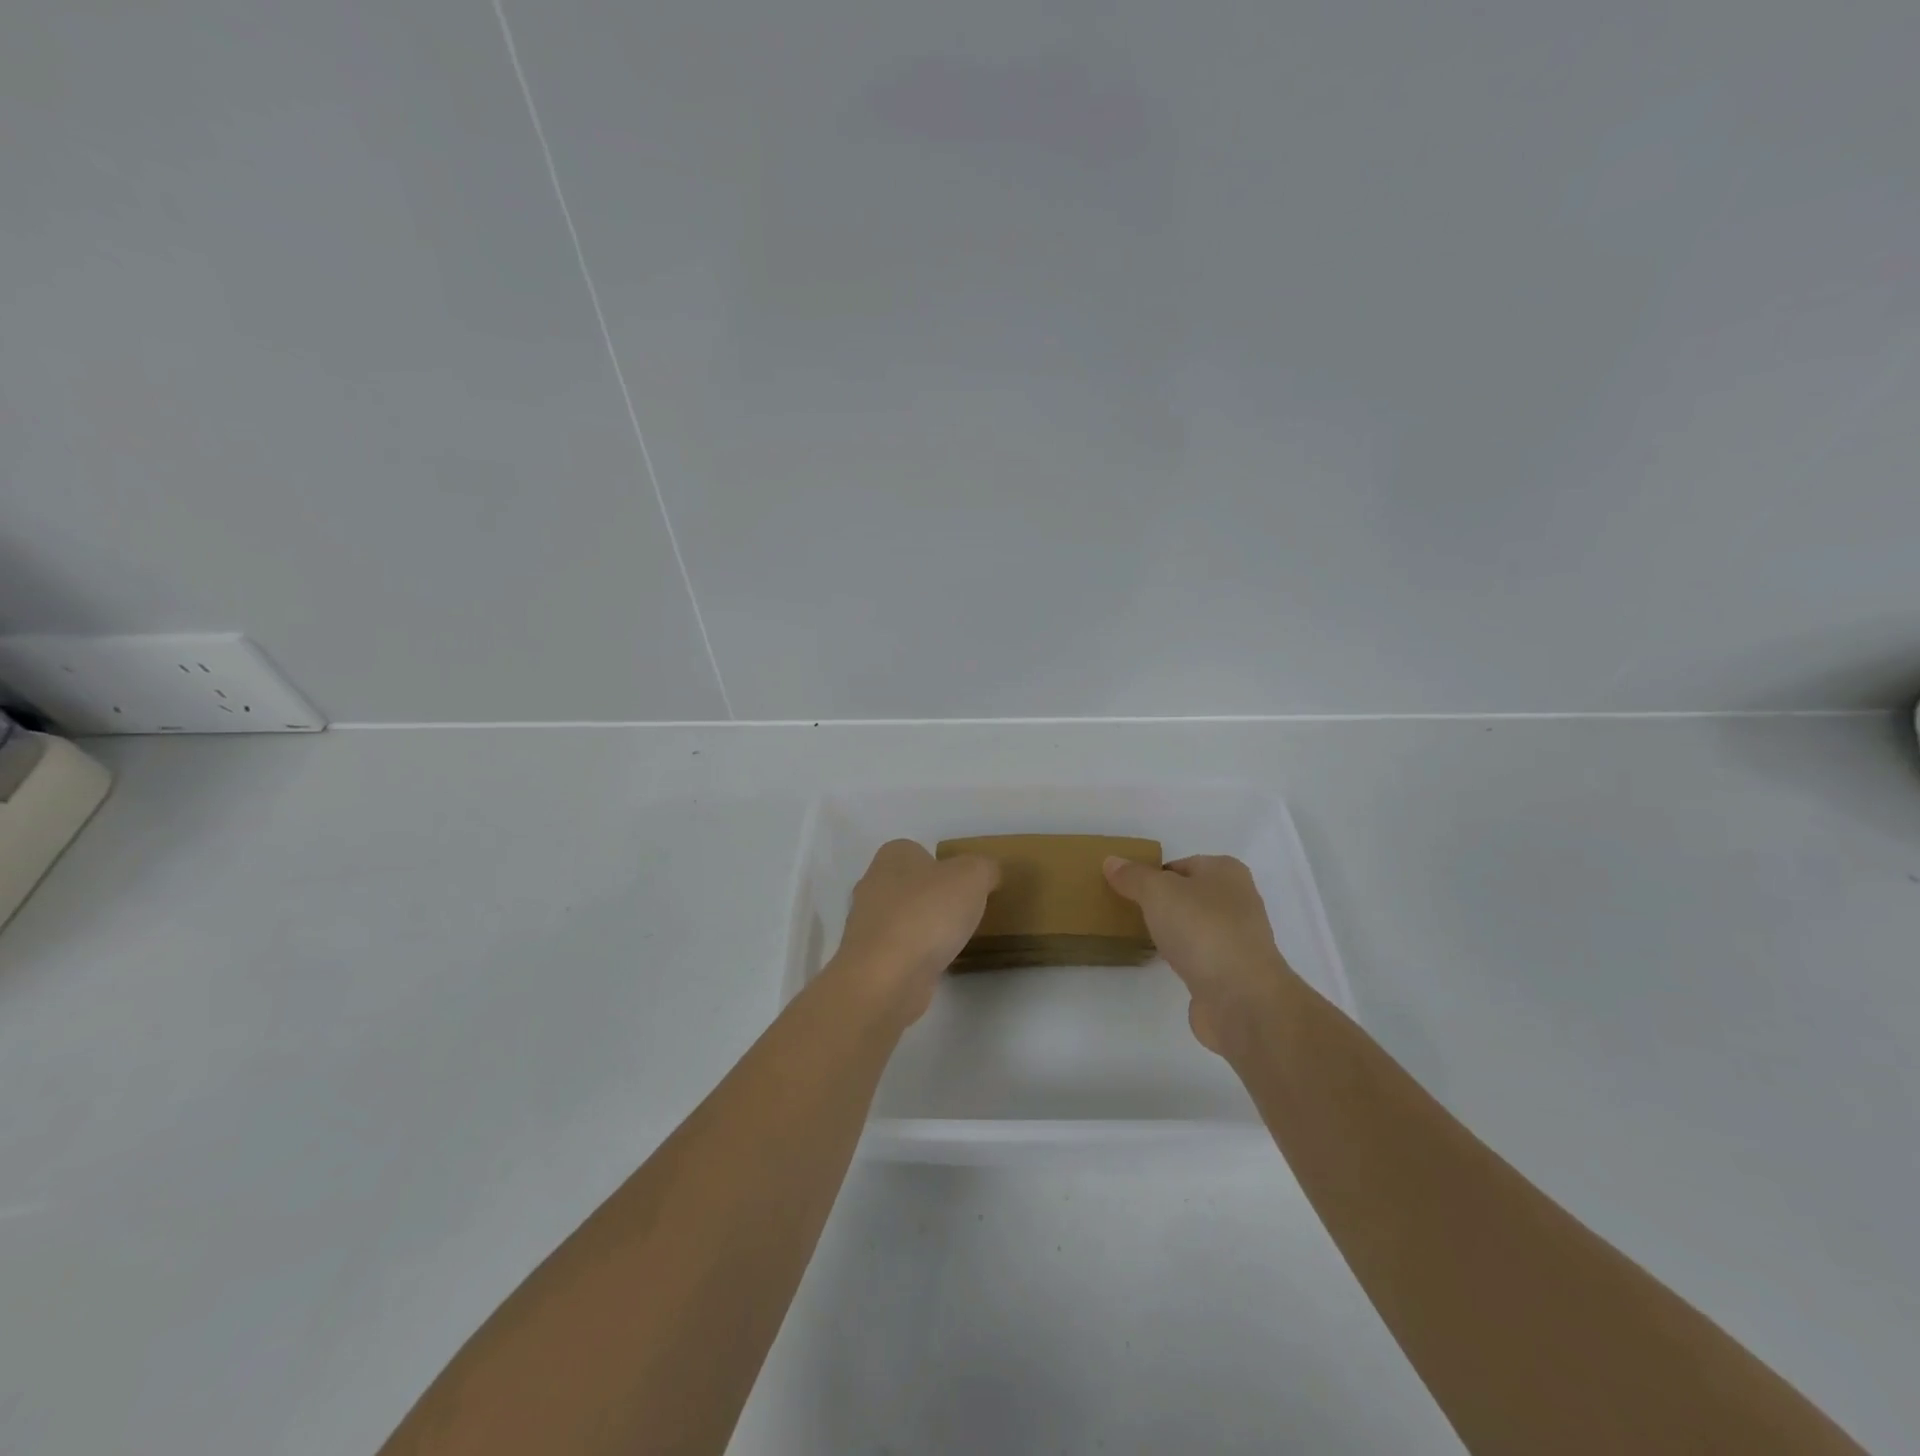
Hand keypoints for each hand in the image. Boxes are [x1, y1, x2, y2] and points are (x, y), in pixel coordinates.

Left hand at [828, 840, 1000, 1026]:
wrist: (887, 977)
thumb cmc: (928, 913)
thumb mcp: (973, 876)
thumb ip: (984, 868)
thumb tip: (987, 874)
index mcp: (892, 856)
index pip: (918, 851)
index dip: (944, 866)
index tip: (966, 886)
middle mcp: (872, 884)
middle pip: (910, 885)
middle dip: (934, 898)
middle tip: (964, 912)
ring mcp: (866, 925)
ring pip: (903, 918)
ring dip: (924, 928)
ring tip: (953, 942)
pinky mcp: (869, 960)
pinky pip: (899, 950)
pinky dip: (916, 956)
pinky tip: (935, 965)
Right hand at [1104, 854, 1297, 1056]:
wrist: (1240, 997)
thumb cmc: (1201, 929)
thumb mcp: (1157, 892)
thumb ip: (1133, 876)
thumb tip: (1112, 861)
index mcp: (1226, 871)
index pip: (1180, 865)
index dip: (1152, 875)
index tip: (1126, 891)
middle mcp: (1237, 900)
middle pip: (1188, 895)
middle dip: (1161, 903)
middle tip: (1129, 913)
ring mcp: (1238, 938)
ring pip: (1194, 926)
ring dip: (1172, 931)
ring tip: (1142, 937)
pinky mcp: (1233, 971)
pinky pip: (1199, 955)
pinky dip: (1182, 957)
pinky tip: (1164, 963)